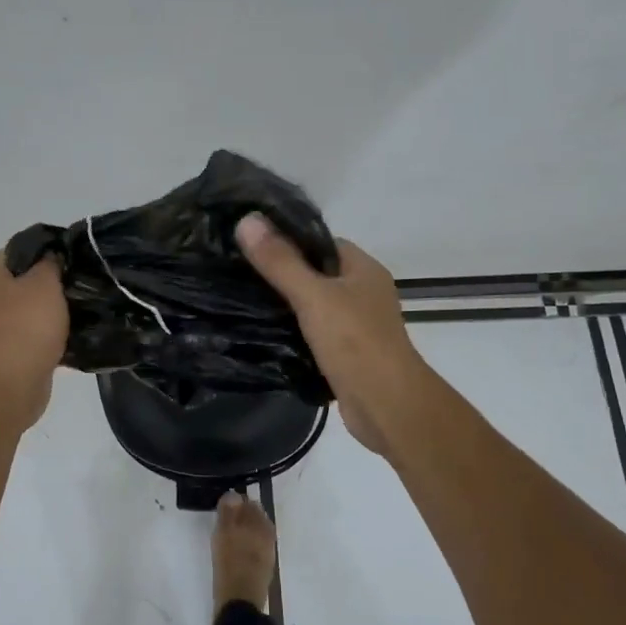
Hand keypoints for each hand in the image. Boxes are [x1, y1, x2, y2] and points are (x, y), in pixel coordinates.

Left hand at [0, 251, 68, 426]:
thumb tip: (51, 256)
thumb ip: (50, 263)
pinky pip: (23, 339)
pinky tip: (65, 340)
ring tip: (75, 315)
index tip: (68, 262)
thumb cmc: (25, 323)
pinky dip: (40, 340)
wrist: (11, 383)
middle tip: (74, 289)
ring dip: (44, 316)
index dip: (44, 254)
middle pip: (17, 284)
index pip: (15, 252)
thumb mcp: (45, 282)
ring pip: (21, 313)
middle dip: (44, 287)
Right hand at [236, 215, 423, 455]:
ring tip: (243, 301)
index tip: (251, 244)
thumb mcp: (312, 295)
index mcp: (363, 269)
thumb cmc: (354, 341)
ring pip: (314, 305)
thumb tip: (246, 219)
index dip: (287, 240)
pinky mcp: (348, 354)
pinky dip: (293, 333)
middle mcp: (364, 292)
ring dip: (286, 306)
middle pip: (316, 273)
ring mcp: (358, 325)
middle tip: (238, 273)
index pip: (320, 242)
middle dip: (281, 273)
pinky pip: (315, 333)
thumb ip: (279, 261)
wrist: (387, 405)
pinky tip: (264, 334)